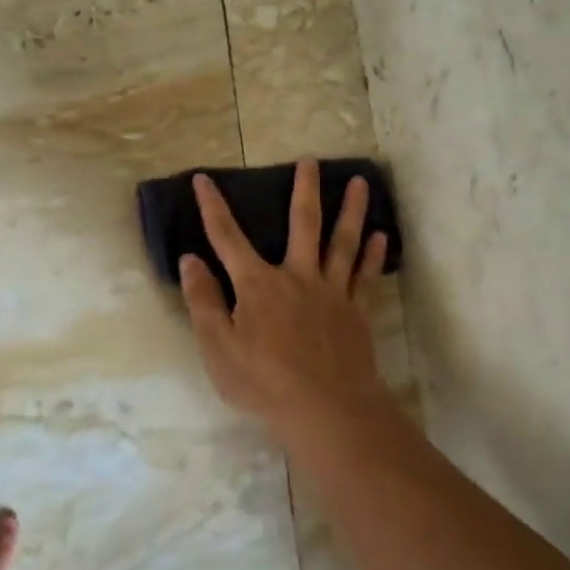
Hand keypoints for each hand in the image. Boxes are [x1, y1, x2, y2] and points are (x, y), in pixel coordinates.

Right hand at [178, 158, 392, 441]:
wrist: (325, 409)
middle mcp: (297, 277)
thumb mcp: (218, 348)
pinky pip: (365, 275)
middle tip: (311, 160)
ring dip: (351, 210)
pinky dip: (373, 254)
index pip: (228, 238)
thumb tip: (189, 260)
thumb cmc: (264, 383)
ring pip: (343, 241)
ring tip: (361, 182)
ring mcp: (331, 291)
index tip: (204, 178)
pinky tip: (380, 236)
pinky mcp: (356, 311)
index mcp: (258, 285)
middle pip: (303, 223)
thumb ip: (203, 302)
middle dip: (304, 189)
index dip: (213, 207)